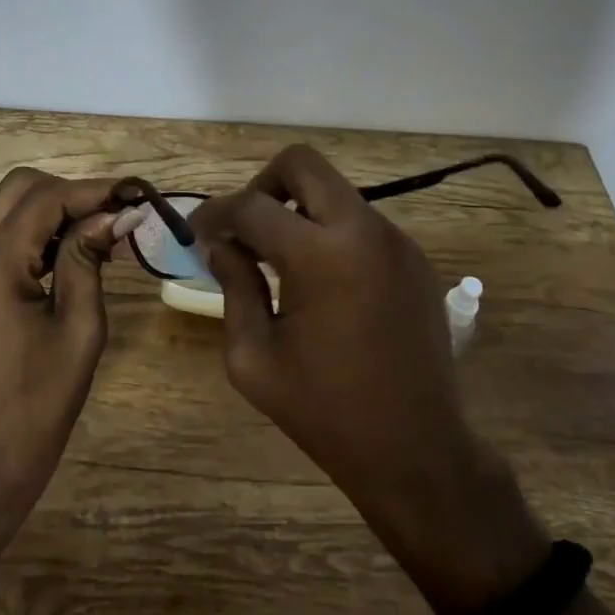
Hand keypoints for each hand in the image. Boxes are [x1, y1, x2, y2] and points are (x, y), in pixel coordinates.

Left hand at [0, 169, 136, 501]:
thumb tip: (118, 213)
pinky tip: (64, 249)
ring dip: (50, 206)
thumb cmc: (41, 402)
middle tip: (113, 214)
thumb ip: (90, 258)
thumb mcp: (80, 328)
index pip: (43, 201)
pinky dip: (30, 227)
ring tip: (96, 231)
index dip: (92, 191)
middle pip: (17, 187)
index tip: (134, 194)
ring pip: (3, 204)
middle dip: (70, 192)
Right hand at [190, 145, 546, 613]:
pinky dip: (329, 232)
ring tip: (279, 261)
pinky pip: (359, 221)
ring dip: (298, 210)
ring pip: (334, 191)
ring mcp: (395, 239)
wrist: (417, 450)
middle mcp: (363, 230)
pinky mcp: (413, 257)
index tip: (198, 232)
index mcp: (321, 255)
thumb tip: (219, 244)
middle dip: (262, 185)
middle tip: (244, 228)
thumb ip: (233, 287)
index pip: (252, 205)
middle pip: (302, 164)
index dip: (215, 213)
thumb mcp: (254, 358)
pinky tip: (320, 281)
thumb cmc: (325, 411)